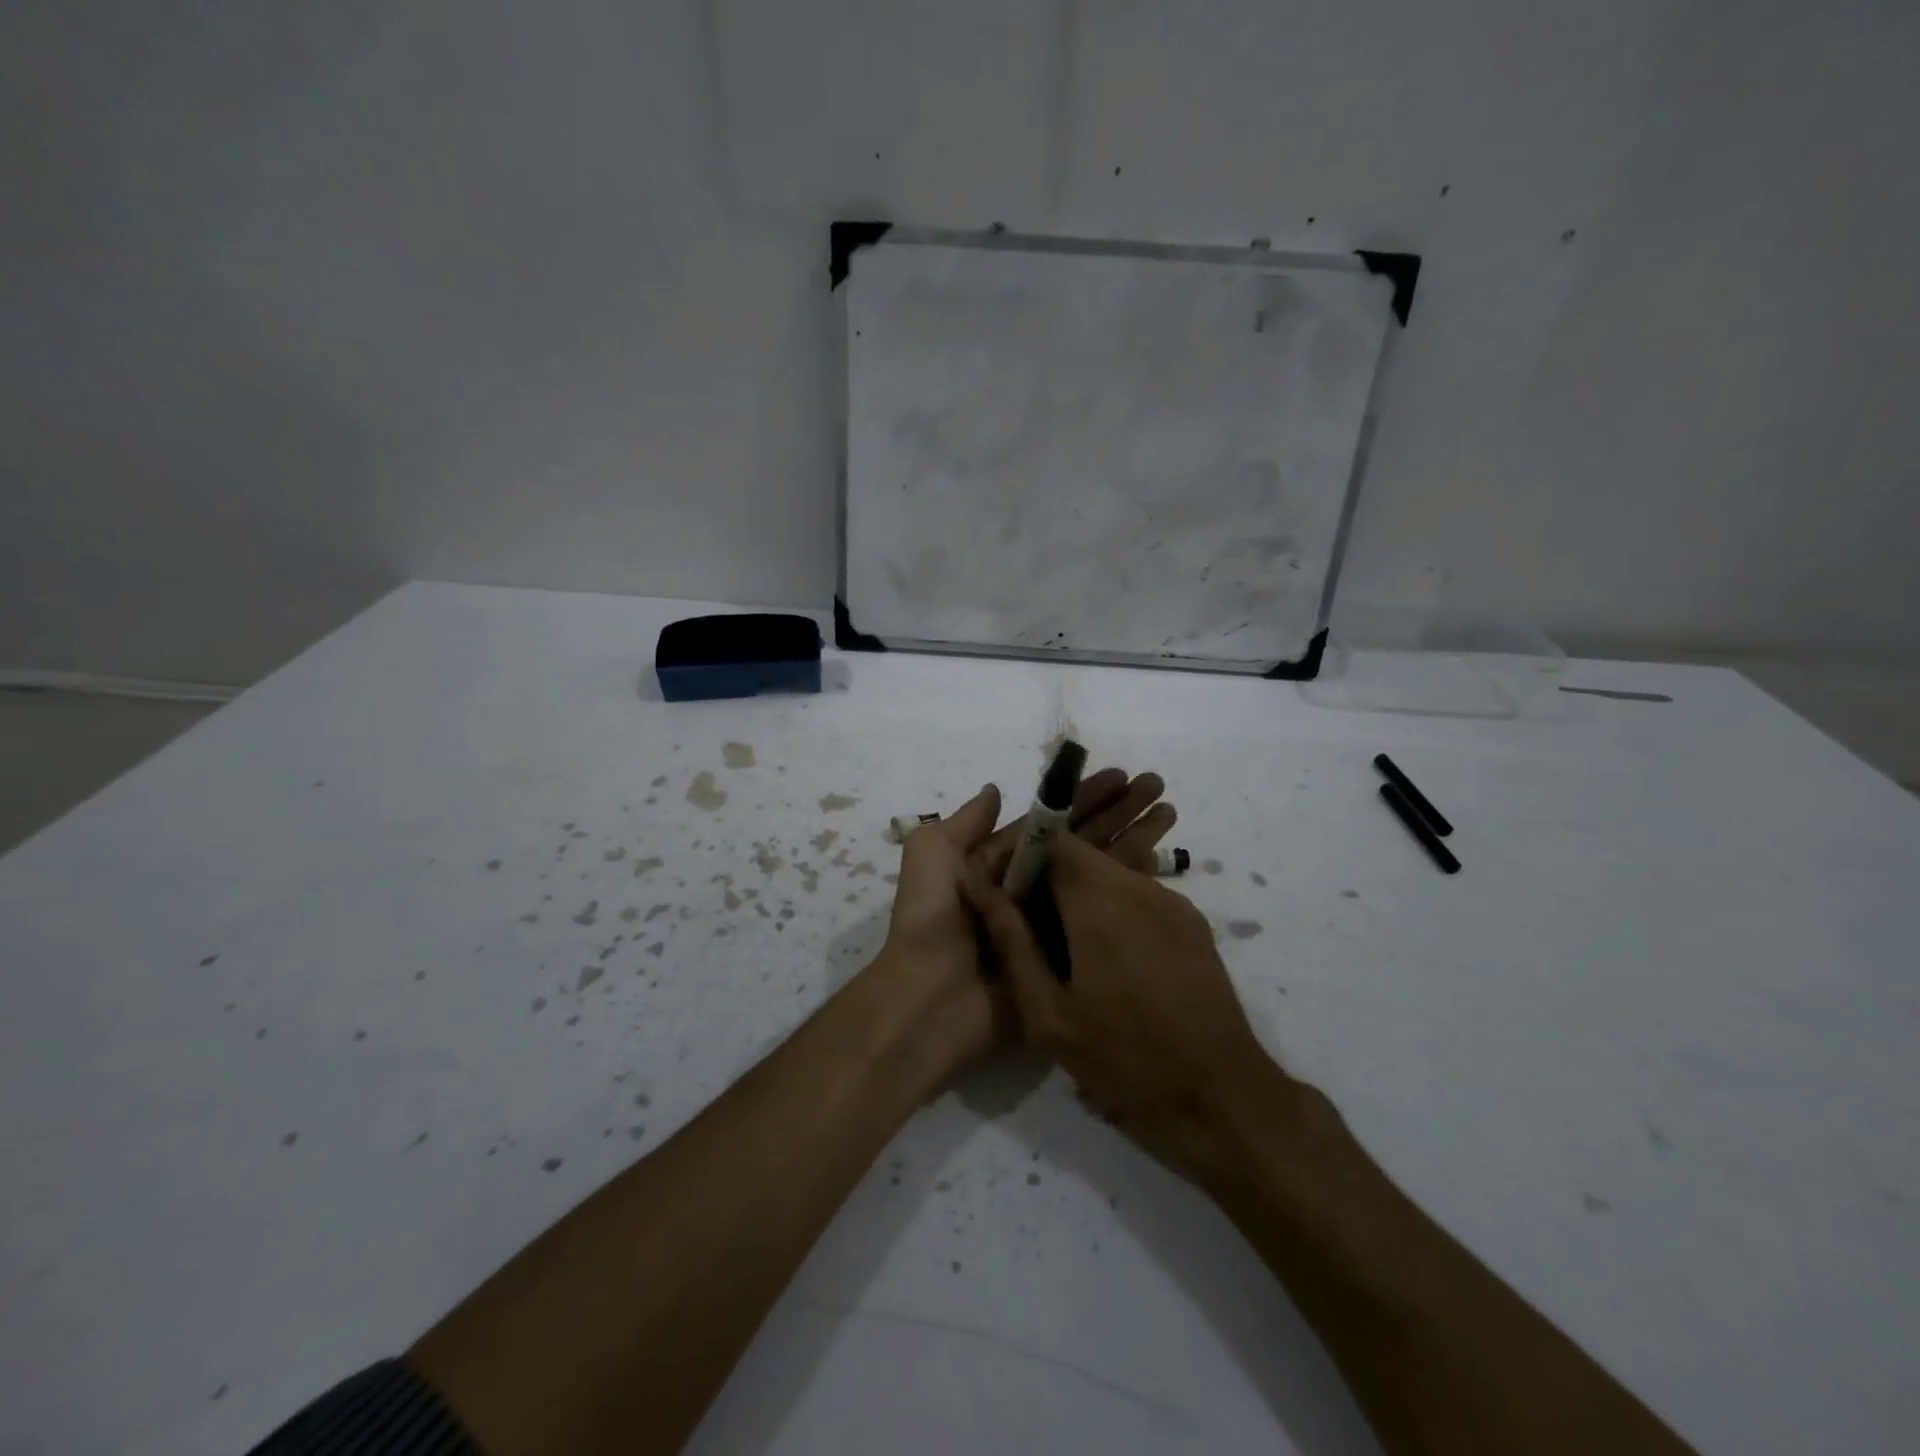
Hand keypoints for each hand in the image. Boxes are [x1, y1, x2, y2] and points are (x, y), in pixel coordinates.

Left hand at [861, 769, 1178, 1085]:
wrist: (930, 1001)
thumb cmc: (931, 920)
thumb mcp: (932, 856)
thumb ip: (965, 823)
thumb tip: (996, 790)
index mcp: (999, 867)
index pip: (1052, 825)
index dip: (1084, 799)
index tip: (1121, 776)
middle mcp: (1030, 891)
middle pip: (1082, 845)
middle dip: (1117, 813)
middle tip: (1156, 786)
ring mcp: (1052, 926)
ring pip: (1099, 875)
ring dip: (1132, 842)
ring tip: (1168, 812)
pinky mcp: (1069, 958)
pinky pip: (1104, 918)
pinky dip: (1130, 889)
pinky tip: (1160, 862)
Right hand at [963, 832, 1283, 1176]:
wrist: (1220, 1096)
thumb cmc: (1124, 1057)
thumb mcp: (1048, 1011)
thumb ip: (1010, 940)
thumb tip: (977, 885)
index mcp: (1099, 899)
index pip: (1051, 839)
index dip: (1022, 857)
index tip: (1005, 894)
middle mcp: (1138, 885)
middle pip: (1081, 856)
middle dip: (1049, 881)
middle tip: (1032, 932)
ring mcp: (1172, 901)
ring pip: (1111, 875)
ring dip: (1082, 897)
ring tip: (1070, 953)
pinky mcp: (1193, 921)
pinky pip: (1140, 897)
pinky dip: (1115, 912)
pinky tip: (1113, 963)